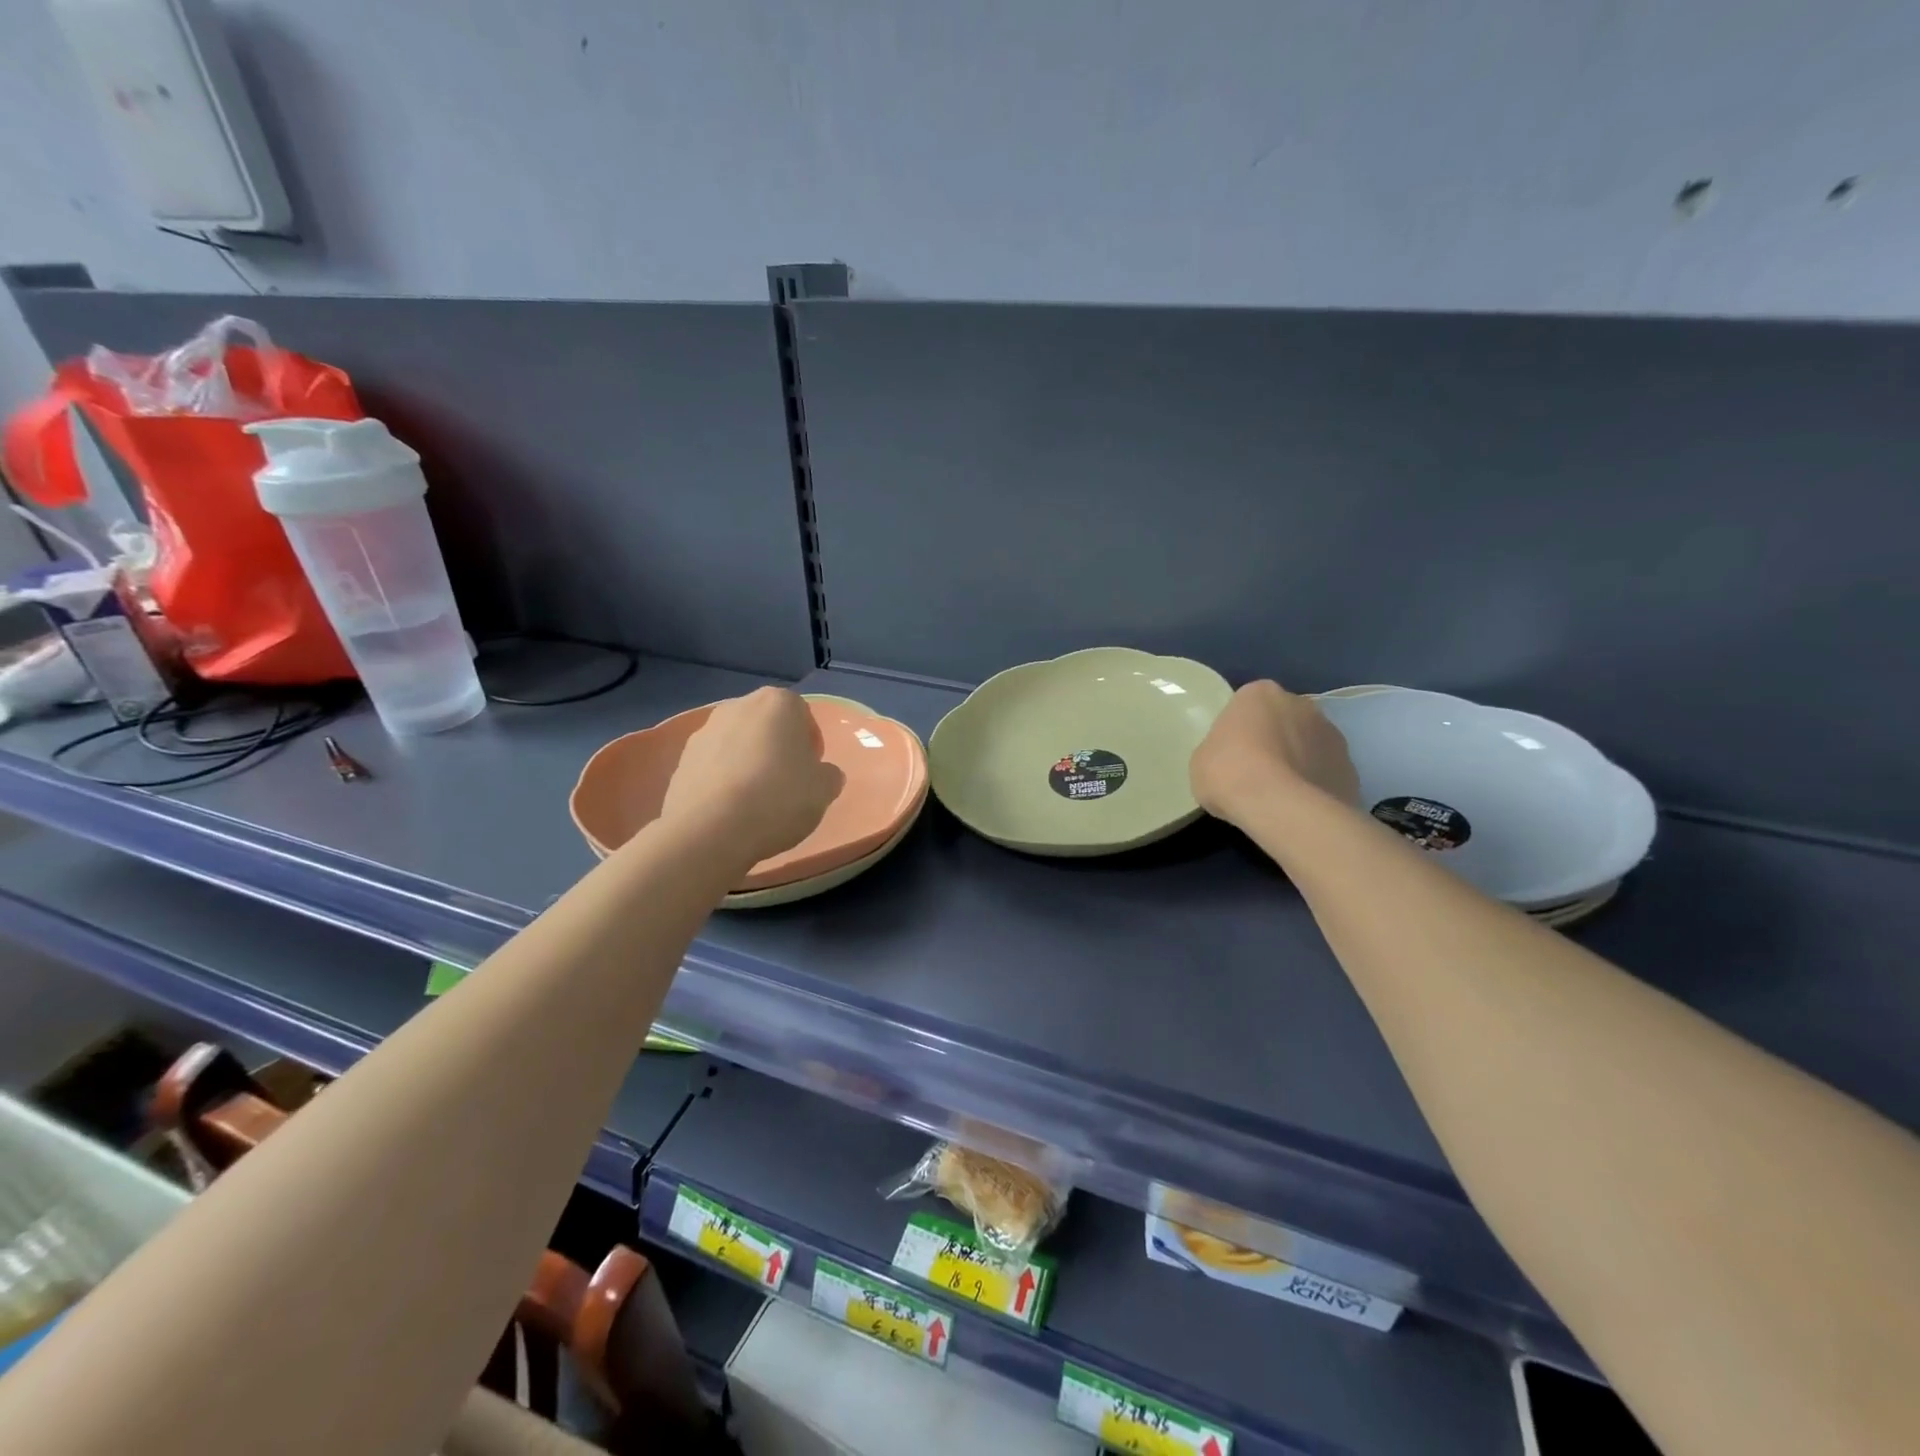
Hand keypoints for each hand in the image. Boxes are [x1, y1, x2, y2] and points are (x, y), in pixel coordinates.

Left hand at [661, 688, 842, 870]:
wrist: (710, 830)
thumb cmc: (778, 799)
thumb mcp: (824, 790)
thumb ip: (829, 775)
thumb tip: (822, 773)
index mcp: (778, 703)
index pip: (803, 715)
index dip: (810, 744)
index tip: (811, 772)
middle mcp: (738, 706)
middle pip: (767, 725)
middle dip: (777, 749)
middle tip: (787, 784)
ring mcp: (704, 731)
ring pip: (738, 744)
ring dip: (748, 763)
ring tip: (756, 801)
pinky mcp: (682, 759)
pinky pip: (714, 765)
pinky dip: (724, 780)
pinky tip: (730, 810)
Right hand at [1190, 680, 1359, 827]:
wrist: (1283, 808)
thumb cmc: (1230, 774)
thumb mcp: (1201, 760)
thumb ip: (1219, 750)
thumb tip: (1234, 760)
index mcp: (1260, 693)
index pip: (1246, 706)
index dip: (1238, 731)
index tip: (1230, 755)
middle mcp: (1301, 703)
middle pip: (1282, 720)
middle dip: (1273, 740)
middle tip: (1254, 772)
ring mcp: (1331, 733)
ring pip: (1308, 744)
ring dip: (1297, 761)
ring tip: (1279, 795)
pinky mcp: (1350, 766)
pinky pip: (1325, 771)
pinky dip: (1314, 784)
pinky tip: (1299, 807)